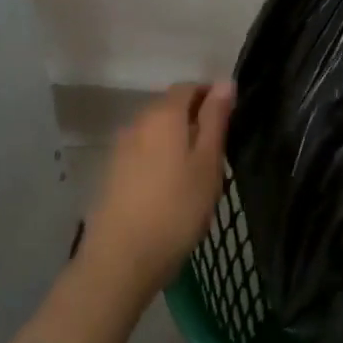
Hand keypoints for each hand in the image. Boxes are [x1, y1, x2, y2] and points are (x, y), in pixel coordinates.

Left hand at [82, 82, 233, 294]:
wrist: (120, 260)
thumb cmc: (176, 208)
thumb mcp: (208, 162)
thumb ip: (216, 118)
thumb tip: (225, 82)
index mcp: (164, 113)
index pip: (190, 87)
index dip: (212, 96)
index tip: (231, 121)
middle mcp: (138, 122)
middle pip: (171, 108)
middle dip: (195, 120)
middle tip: (218, 151)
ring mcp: (120, 148)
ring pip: (156, 132)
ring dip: (177, 141)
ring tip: (196, 174)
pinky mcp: (111, 174)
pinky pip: (143, 153)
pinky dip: (159, 160)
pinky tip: (170, 189)